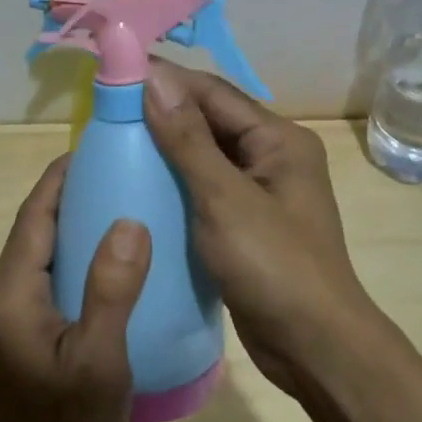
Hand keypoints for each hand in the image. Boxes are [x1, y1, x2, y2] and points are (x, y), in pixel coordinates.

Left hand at [0, 156, 150, 421]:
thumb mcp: (98, 361)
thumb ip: (111, 289)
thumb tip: (128, 220)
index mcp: (11, 292)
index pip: (35, 214)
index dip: (62, 177)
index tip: (97, 149)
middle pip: (35, 230)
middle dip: (72, 197)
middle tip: (122, 177)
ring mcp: (3, 321)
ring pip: (39, 257)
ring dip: (72, 230)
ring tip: (121, 213)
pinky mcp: (13, 341)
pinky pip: (43, 283)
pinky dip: (71, 263)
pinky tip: (107, 273)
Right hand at [143, 60, 380, 398]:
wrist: (314, 349)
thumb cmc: (274, 266)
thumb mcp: (225, 199)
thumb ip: (188, 140)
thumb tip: (154, 79)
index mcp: (279, 140)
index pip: (214, 93)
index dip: (167, 79)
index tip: (116, 72)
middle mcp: (273, 157)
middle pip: (211, 121)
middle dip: (163, 112)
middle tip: (106, 109)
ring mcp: (260, 193)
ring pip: (205, 156)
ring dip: (165, 148)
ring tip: (114, 142)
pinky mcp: (246, 224)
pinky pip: (204, 189)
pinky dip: (174, 183)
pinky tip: (139, 186)